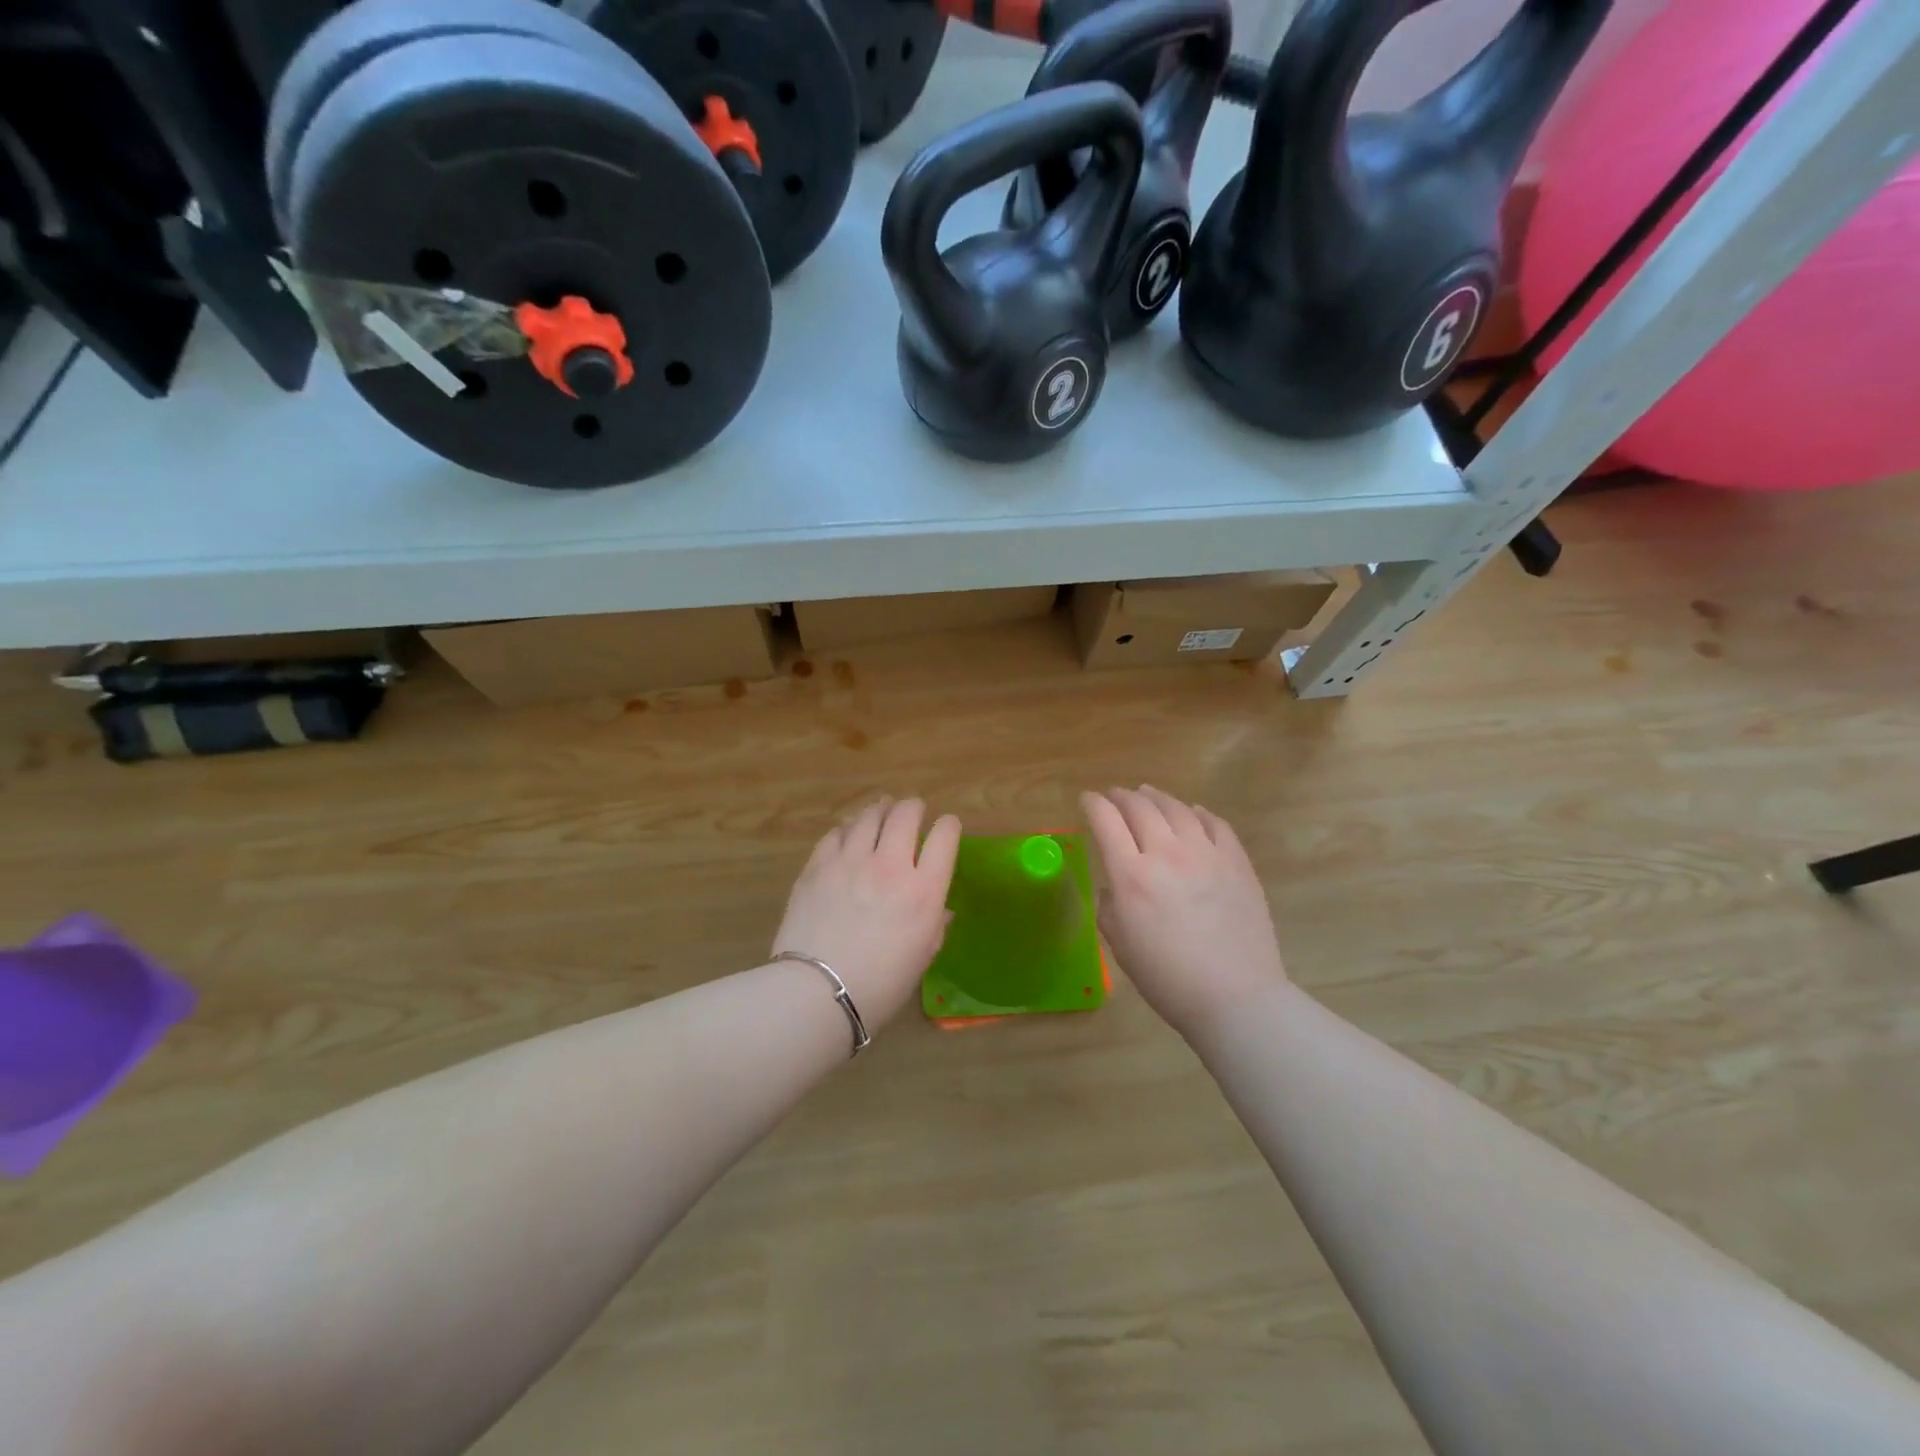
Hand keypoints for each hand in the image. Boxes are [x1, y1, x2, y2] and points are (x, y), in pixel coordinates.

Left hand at [773, 797, 961, 1029]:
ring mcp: (850, 861)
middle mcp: (890, 866)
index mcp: (924, 891)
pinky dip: (848, 829)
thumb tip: (940, 908)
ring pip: (869, 816)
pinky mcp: (818, 866)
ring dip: (880, 810)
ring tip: (882, 810)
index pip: (944, 837)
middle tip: (913, 810)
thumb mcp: (921, 957)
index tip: (947, 828)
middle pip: (906, 814)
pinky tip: (848, 833)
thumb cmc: (879, 987)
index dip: (948, 827)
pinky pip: (836, 833)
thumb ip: (935, 925)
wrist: (816, 993)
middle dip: (913, 807)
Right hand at [1081, 786, 1289, 1040]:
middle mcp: (1166, 853)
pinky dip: (1197, 813)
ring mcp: (1206, 853)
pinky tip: (1192, 814)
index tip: (1086, 800)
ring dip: (1156, 797)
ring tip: (1148, 794)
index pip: (1105, 821)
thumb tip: (1115, 885)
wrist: (1235, 997)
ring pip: (1177, 808)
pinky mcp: (1237, 862)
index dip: (1092, 804)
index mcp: (1132, 875)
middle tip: (1114, 796)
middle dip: (1121, 796)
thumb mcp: (1120, 944)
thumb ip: (1110, 905)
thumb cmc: (1167, 978)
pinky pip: (1215, 823)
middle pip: (1139, 807)